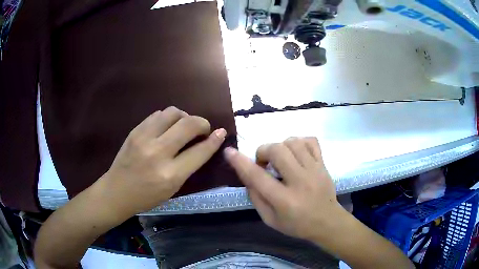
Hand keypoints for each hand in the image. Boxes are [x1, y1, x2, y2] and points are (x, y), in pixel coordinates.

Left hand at [98, 106, 226, 216]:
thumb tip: (204, 144)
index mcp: (170, 175)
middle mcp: (158, 153)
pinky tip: (167, 127)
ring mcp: (144, 138)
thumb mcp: (173, 188)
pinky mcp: (135, 131)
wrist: (116, 191)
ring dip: (184, 117)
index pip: (200, 151)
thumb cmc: (147, 196)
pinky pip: (158, 114)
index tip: (222, 132)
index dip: (215, 140)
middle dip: (202, 122)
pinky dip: (168, 118)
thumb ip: (189, 165)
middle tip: (203, 128)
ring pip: (173, 112)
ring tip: (183, 126)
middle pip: (188, 124)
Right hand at [224, 137, 343, 241]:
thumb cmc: (297, 225)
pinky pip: (311, 141)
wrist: (328, 222)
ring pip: (293, 142)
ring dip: (280, 146)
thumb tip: (247, 174)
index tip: (229, 152)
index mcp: (284, 200)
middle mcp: (300, 181)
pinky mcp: (323, 164)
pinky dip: (299, 142)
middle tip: (264, 163)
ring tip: (280, 159)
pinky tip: (296, 153)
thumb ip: (256, 198)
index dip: (240, 163)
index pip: (258, 177)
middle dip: (263, 151)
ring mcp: (315, 170)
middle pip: (277, 151)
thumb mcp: (270, 220)